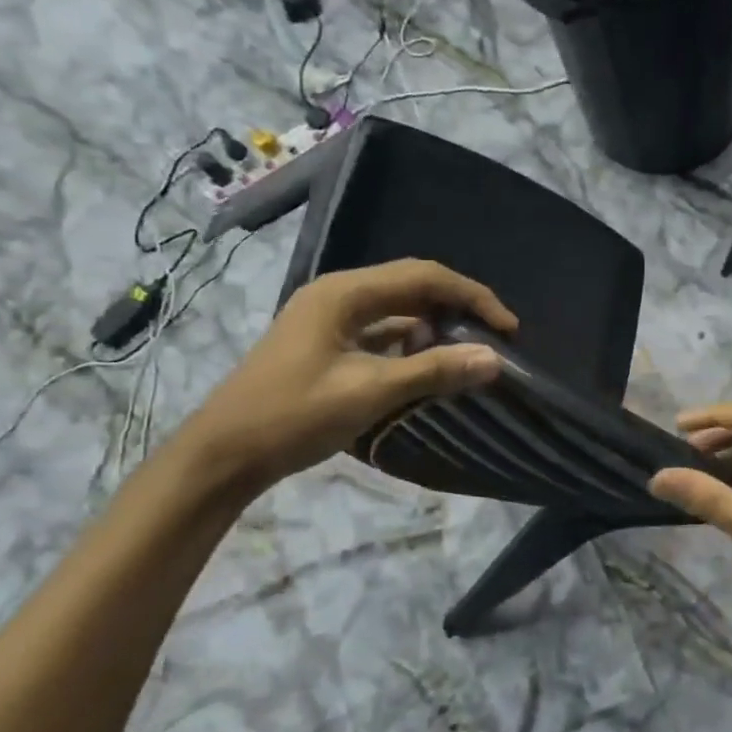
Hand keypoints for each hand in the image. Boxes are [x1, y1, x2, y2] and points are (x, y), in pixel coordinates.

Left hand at [176, 260, 517, 493]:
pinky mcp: (326, 344)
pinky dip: (410, 345)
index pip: (424, 277)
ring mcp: (329, 319)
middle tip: (495, 337)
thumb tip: (495, 360)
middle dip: (458, 307)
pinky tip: (428, 366)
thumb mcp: (368, 392)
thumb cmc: (293, 416)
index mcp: (344, 293)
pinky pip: (381, 333)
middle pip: (412, 286)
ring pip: (397, 310)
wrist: (223, 455)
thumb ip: (433, 371)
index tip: (508, 328)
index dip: (473, 296)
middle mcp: (338, 295)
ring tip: (467, 353)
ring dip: (435, 327)